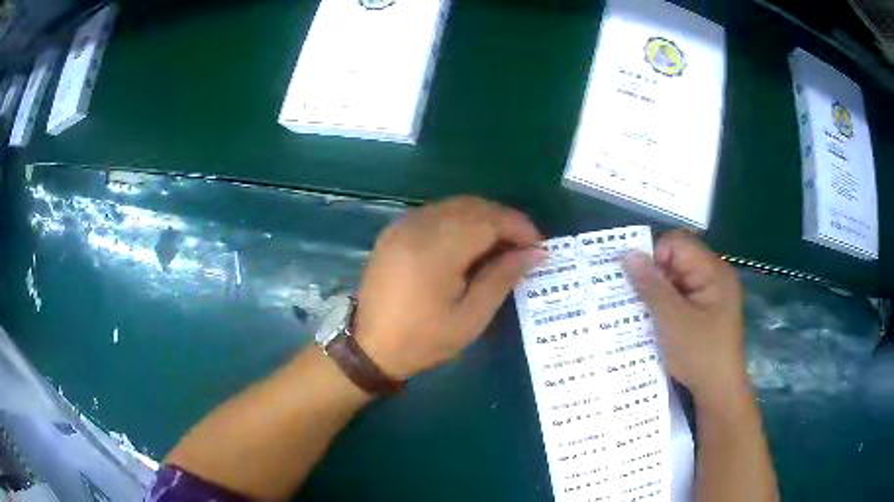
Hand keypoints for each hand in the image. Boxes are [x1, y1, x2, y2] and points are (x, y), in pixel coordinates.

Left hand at [355, 196, 544, 379]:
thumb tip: (535, 252)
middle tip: (523, 247)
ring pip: (454, 205)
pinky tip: (469, 243)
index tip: (538, 246)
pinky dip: (460, 220)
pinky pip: (436, 212)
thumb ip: (503, 278)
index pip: (489, 220)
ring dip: (483, 218)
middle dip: (504, 220)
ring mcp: (403, 225)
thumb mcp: (470, 318)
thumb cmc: (422, 340)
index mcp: (437, 250)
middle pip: (473, 206)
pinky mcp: (395, 230)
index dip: (519, 227)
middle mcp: (418, 226)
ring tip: (500, 246)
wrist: (368, 347)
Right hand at [622, 231, 745, 403]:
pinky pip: (680, 300)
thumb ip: (651, 286)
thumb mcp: (672, 320)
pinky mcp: (704, 314)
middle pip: (677, 262)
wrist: (719, 392)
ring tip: (635, 311)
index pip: (677, 244)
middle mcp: (714, 278)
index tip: (634, 281)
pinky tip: (650, 322)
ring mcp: (710, 297)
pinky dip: (664, 307)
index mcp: (713, 272)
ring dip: (656, 295)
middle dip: (652, 277)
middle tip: (629, 297)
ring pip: (676, 283)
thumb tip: (627, 254)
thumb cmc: (700, 353)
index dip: (653, 256)